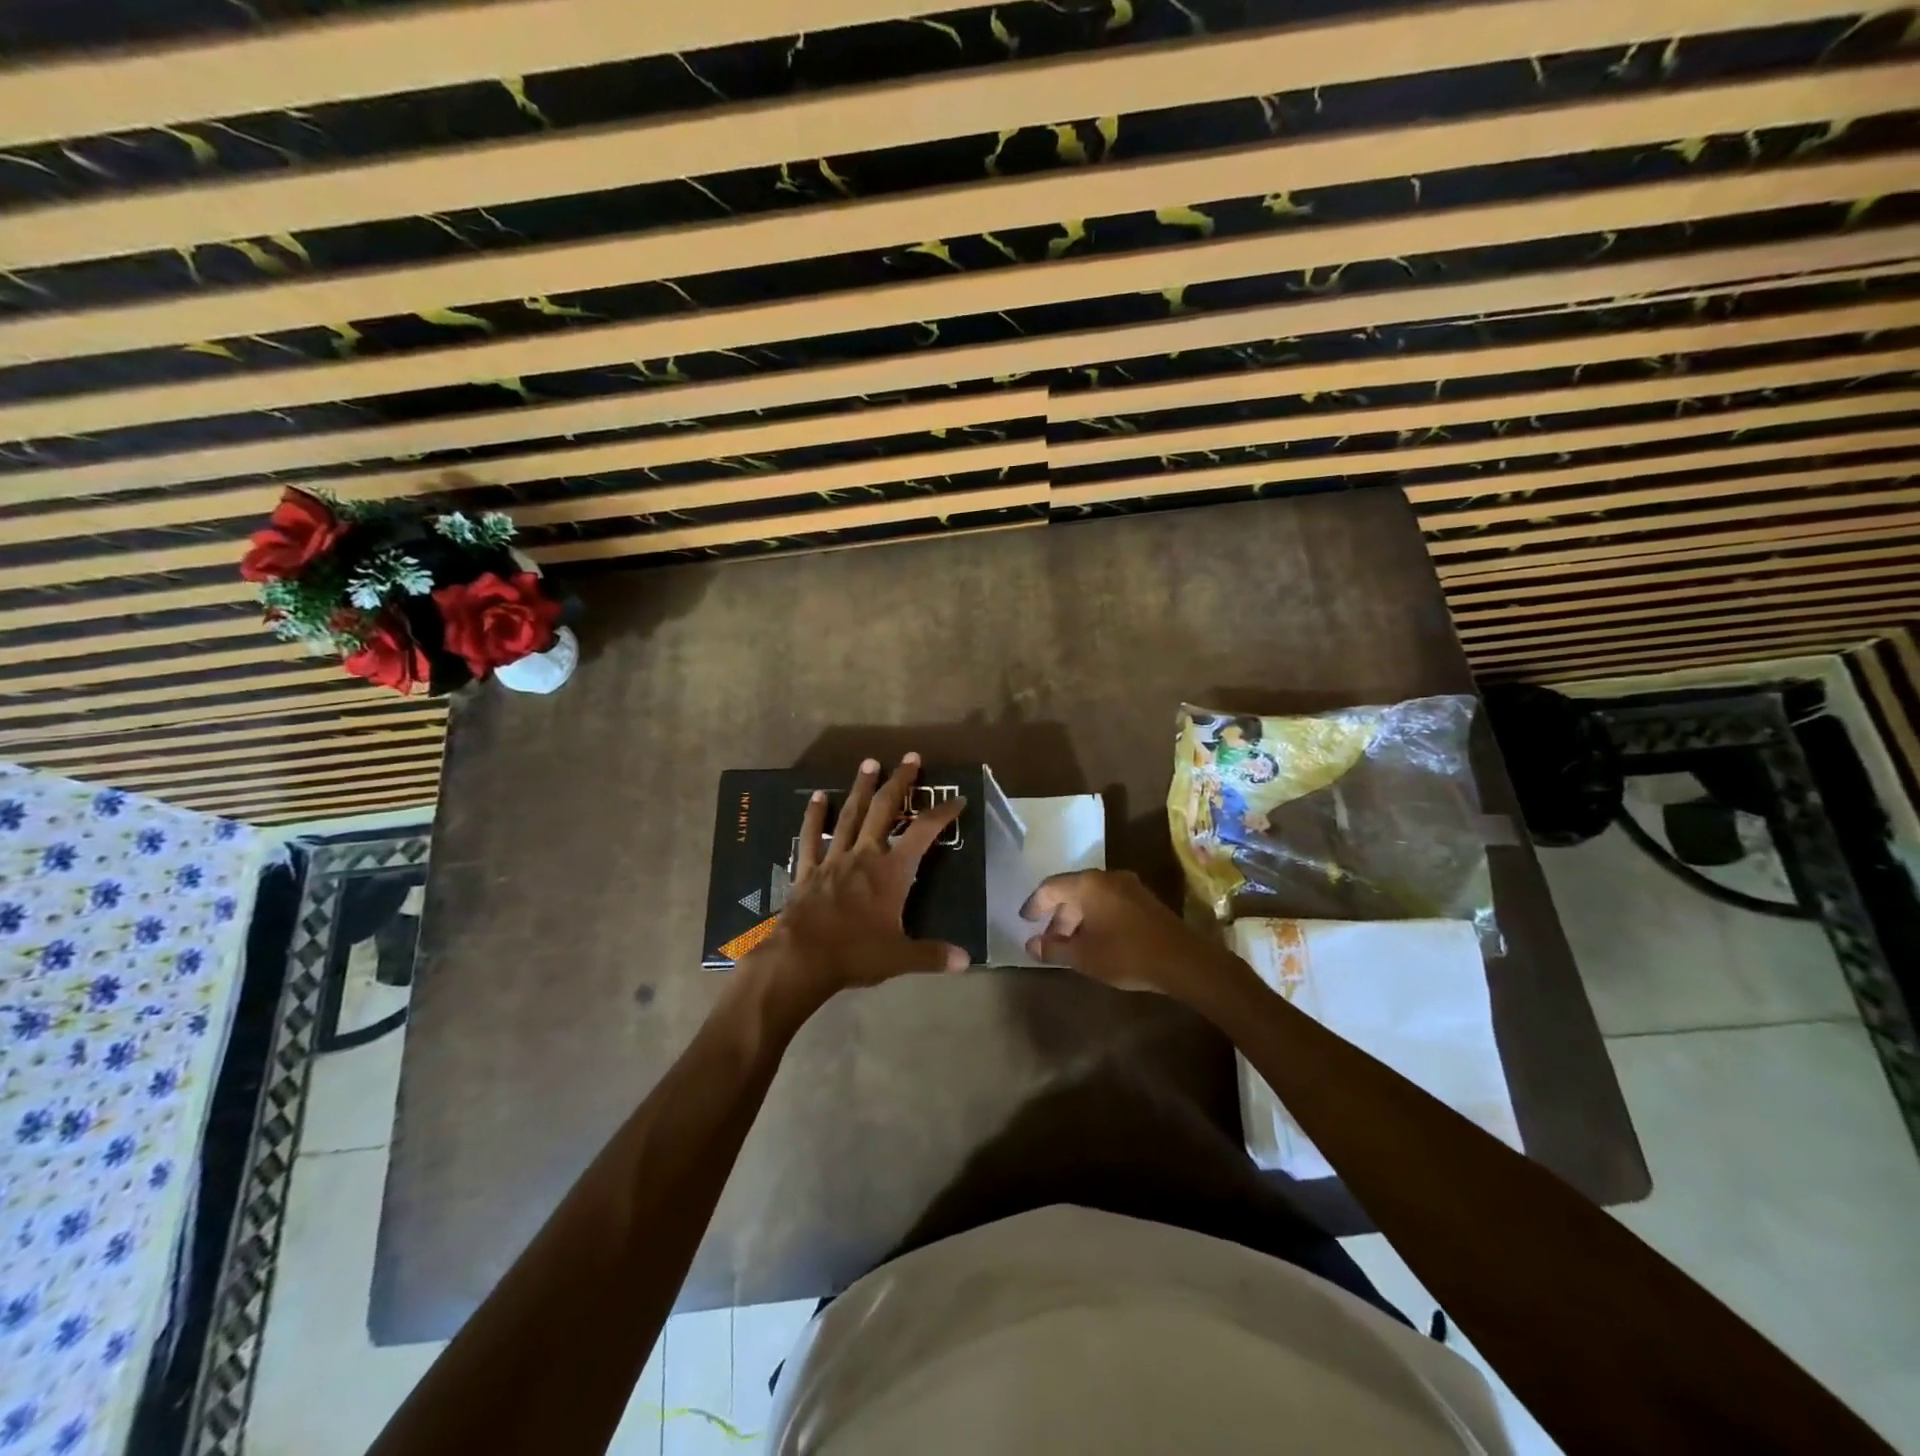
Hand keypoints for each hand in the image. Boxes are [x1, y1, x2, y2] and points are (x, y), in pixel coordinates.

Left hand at [741, 754, 967, 1012]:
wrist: (801, 959)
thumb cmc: (855, 954)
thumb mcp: (900, 958)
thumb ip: (933, 955)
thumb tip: (965, 961)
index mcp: (892, 872)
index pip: (923, 833)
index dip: (942, 814)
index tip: (957, 800)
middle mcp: (864, 856)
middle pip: (885, 810)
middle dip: (899, 783)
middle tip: (910, 758)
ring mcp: (834, 859)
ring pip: (850, 815)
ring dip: (862, 788)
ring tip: (870, 763)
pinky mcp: (808, 870)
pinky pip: (811, 837)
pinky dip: (814, 817)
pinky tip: (815, 797)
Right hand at [1021, 869, 1245, 1000]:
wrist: (1182, 960)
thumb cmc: (1126, 954)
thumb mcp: (1083, 956)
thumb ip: (1054, 948)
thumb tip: (1031, 945)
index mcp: (1087, 884)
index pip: (1050, 887)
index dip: (1034, 904)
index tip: (1025, 921)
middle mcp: (1106, 877)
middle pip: (1072, 890)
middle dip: (1057, 914)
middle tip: (1048, 938)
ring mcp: (1128, 886)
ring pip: (1092, 896)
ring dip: (1077, 917)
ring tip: (1070, 943)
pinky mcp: (1144, 900)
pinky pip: (1109, 901)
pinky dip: (1095, 916)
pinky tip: (1096, 939)